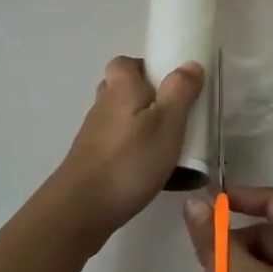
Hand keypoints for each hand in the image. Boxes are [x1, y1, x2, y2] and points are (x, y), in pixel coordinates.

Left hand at [48, 56, 203, 244]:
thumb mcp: (168, 123)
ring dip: (139, 125)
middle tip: (172, 113)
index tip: (169, 83)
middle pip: (121, 89)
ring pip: (119, 118)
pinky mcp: (91, 160)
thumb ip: (180, 91)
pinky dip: (132, 149)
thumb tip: (190, 64)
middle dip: (145, 96)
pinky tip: (150, 169)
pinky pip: (116, 144)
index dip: (144, 67)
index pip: (124, 63)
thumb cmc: (131, 160)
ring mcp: (94, 135)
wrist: (82, 208)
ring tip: (166, 144)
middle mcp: (103, 106)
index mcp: (121, 89)